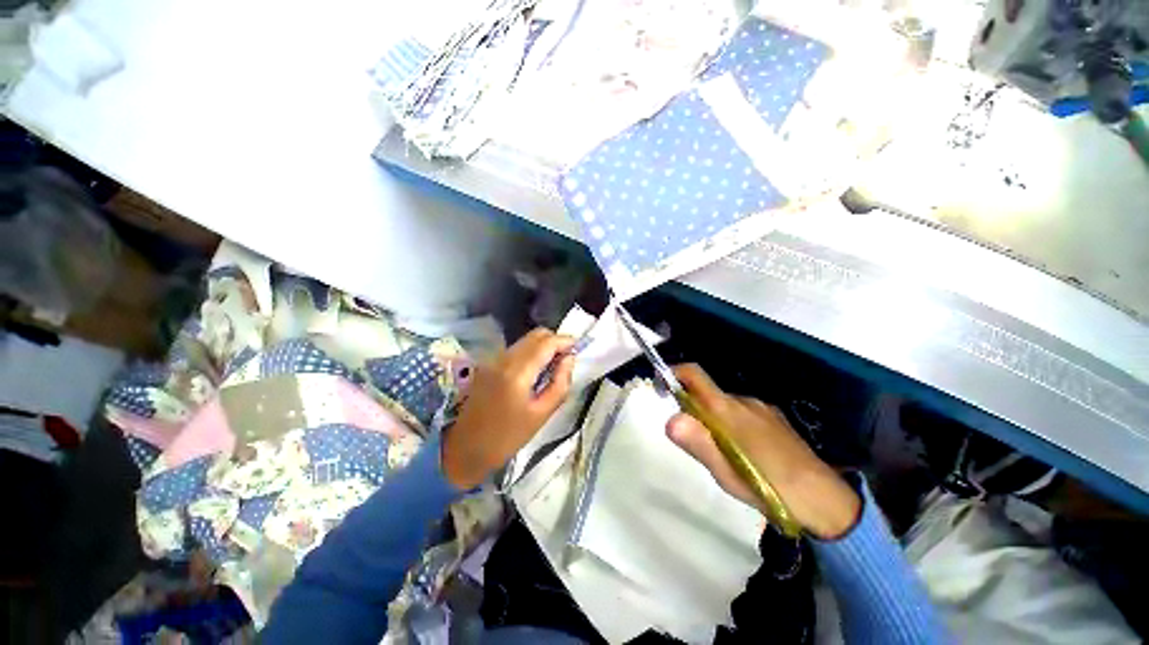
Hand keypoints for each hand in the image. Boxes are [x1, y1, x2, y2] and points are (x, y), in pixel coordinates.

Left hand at [443, 328, 575, 488]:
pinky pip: (515, 349)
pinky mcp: (487, 364)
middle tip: (567, 357)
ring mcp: (492, 360)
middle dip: (554, 341)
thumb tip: (569, 359)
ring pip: (525, 340)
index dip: (565, 340)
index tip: (578, 347)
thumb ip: (560, 383)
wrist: (465, 449)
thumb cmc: (507, 438)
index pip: (546, 343)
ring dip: (542, 346)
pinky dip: (530, 352)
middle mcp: (503, 358)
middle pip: (535, 335)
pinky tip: (535, 370)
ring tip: (553, 365)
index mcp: (517, 372)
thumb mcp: (541, 414)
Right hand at [666, 364, 860, 538]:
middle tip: (696, 442)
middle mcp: (742, 400)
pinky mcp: (774, 417)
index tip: (662, 388)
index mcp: (726, 409)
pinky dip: (733, 424)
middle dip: (693, 409)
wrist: (823, 498)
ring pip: (724, 405)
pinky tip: (746, 452)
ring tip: (723, 453)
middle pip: (706, 392)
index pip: (693, 374)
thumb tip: (670, 419)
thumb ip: (697, 442)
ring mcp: (760, 407)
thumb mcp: (724, 471)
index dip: (673, 373)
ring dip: (714, 420)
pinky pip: (742, 412)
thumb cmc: (766, 485)